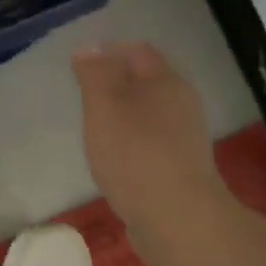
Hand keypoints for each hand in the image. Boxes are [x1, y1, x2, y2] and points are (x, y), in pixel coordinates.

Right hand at [74, 42, 226, 241]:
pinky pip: (152, 140)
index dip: (109, 51)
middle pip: (147, 81)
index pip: (138, 51)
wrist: (176, 216)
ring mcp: (185, 136)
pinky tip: (115, 157)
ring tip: (95, 126)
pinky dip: (132, 140)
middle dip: (117, 82)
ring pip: (150, 112)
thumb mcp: (104, 107)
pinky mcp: (181, 166)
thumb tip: (90, 49)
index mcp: (165, 81)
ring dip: (125, 113)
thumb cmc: (134, 154)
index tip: (79, 65)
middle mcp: (182, 102)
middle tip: (84, 95)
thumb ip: (96, 75)